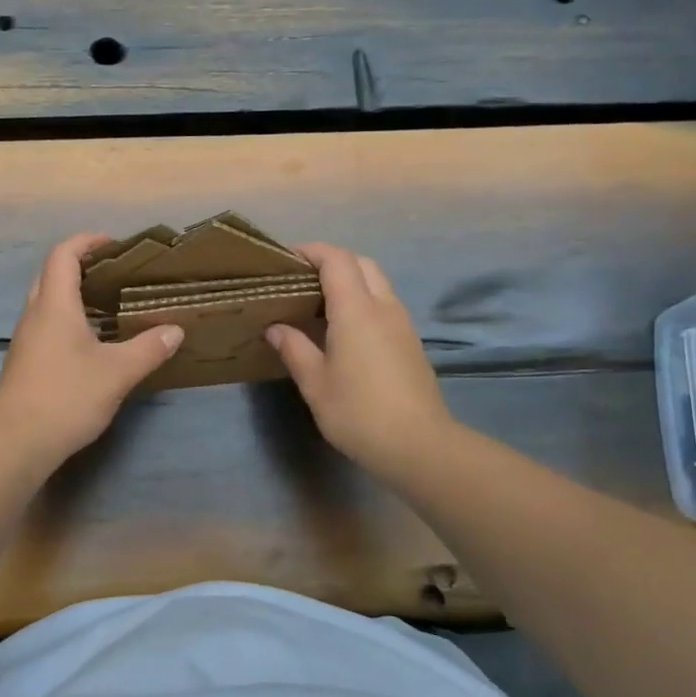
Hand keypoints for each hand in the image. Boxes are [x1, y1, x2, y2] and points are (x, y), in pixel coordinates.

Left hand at [0, 233, 184, 463]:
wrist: (16, 442)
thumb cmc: (66, 396)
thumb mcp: (117, 372)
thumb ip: (148, 348)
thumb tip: (176, 330)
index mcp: (55, 305)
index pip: (63, 254)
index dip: (86, 241)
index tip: (114, 243)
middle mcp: (35, 315)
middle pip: (52, 274)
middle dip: (81, 265)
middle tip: (115, 273)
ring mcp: (27, 340)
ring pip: (48, 302)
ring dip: (75, 295)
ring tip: (110, 304)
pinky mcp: (26, 362)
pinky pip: (47, 326)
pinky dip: (70, 320)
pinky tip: (94, 342)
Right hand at [265, 243, 454, 482]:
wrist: (419, 446)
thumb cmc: (359, 412)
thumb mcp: (315, 383)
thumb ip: (294, 349)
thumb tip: (276, 328)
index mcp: (357, 310)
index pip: (336, 259)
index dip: (311, 251)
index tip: (286, 259)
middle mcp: (384, 307)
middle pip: (361, 263)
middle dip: (331, 261)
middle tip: (302, 280)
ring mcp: (402, 324)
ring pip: (377, 282)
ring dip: (350, 280)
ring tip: (319, 303)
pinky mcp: (410, 342)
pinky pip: (385, 304)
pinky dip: (363, 300)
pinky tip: (344, 329)